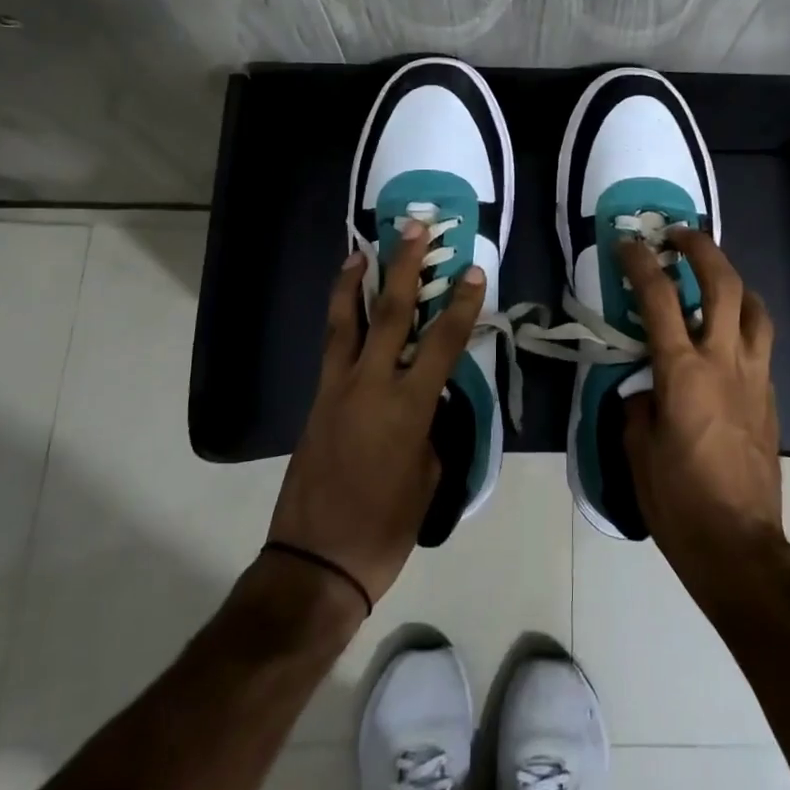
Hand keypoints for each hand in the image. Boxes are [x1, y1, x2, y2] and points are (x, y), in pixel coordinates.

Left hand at [267, 223, 484, 606]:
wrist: (316, 562)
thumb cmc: (385, 527)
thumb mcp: (428, 475)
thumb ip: (431, 426)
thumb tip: (428, 398)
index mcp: (408, 408)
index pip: (442, 342)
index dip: (461, 304)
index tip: (473, 270)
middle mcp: (370, 386)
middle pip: (390, 313)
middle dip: (404, 266)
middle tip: (414, 227)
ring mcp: (337, 389)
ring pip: (346, 322)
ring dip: (356, 281)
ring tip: (362, 249)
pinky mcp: (317, 400)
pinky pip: (331, 347)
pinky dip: (338, 317)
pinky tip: (343, 305)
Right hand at [619, 229, 783, 586]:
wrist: (739, 544)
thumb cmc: (678, 500)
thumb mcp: (637, 450)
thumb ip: (638, 406)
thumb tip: (646, 390)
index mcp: (683, 372)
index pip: (659, 299)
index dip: (641, 263)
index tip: (628, 242)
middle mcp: (724, 362)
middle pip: (723, 284)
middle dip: (701, 249)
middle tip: (679, 236)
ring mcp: (754, 377)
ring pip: (755, 308)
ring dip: (734, 281)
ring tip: (714, 278)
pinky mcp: (770, 398)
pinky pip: (761, 344)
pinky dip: (744, 323)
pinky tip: (726, 338)